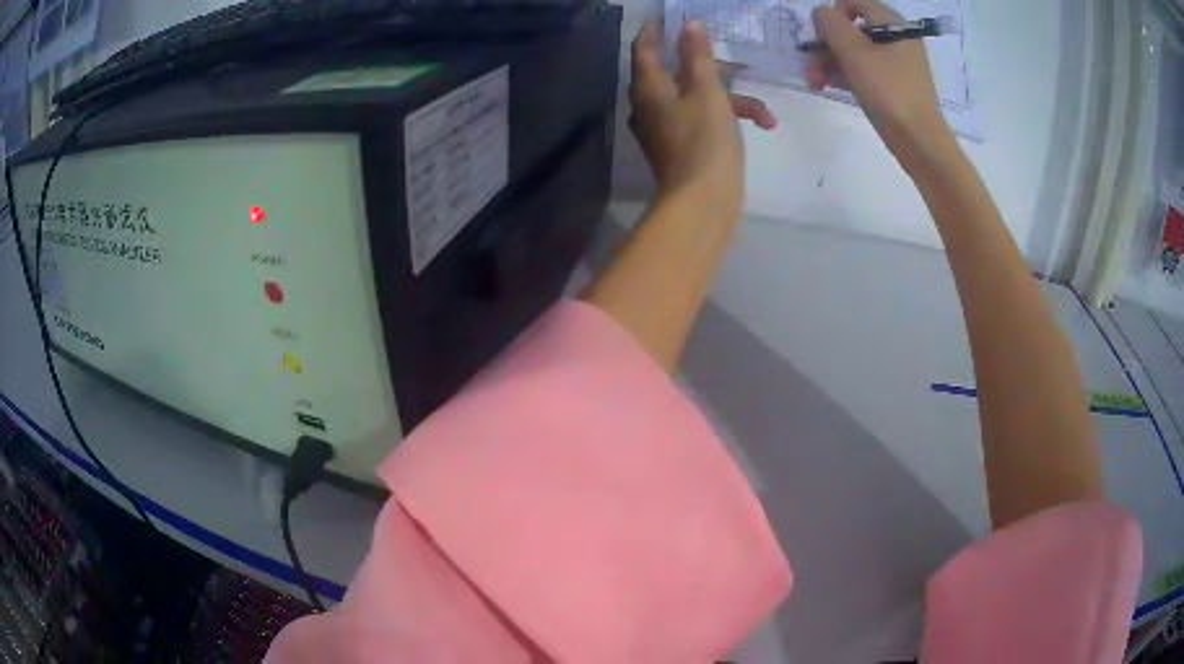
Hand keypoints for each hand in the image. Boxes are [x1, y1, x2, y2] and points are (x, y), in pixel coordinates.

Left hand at [629, 20, 774, 208]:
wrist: (702, 203)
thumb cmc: (705, 141)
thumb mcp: (707, 91)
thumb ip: (698, 56)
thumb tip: (690, 25)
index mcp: (648, 87)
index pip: (644, 48)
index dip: (655, 30)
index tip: (669, 16)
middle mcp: (649, 105)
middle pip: (674, 72)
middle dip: (708, 66)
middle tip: (729, 56)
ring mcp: (663, 128)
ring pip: (695, 98)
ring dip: (730, 99)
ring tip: (764, 111)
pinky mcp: (679, 146)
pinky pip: (700, 119)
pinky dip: (725, 118)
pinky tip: (760, 124)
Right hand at [806, 0, 956, 172]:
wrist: (920, 141)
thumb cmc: (888, 91)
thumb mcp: (853, 51)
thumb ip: (830, 23)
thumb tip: (821, 13)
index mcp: (892, 23)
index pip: (853, 3)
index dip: (831, 17)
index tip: (822, 39)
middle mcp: (898, 37)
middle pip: (852, 28)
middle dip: (826, 46)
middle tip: (812, 69)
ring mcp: (899, 61)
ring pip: (856, 50)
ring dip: (831, 62)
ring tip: (817, 82)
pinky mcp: (897, 83)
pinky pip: (866, 68)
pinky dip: (847, 74)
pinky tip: (832, 87)